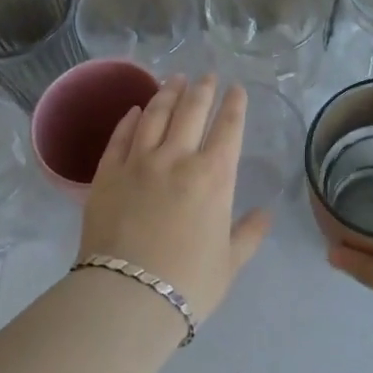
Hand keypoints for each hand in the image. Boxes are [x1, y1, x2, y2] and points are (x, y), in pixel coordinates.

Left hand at [77, 75, 271, 322]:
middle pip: (192, 111)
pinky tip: (136, 109)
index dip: (234, 104)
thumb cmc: (188, 283)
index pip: (228, 128)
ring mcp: (139, 162)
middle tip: (207, 75)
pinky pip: (121, 136)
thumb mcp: (229, 263)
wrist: (128, 297)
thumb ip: (249, 234)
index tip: (236, 88)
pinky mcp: (107, 173)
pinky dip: (130, 119)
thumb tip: (266, 214)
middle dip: (203, 89)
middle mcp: (177, 158)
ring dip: (168, 93)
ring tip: (174, 79)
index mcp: (214, 176)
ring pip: (155, 114)